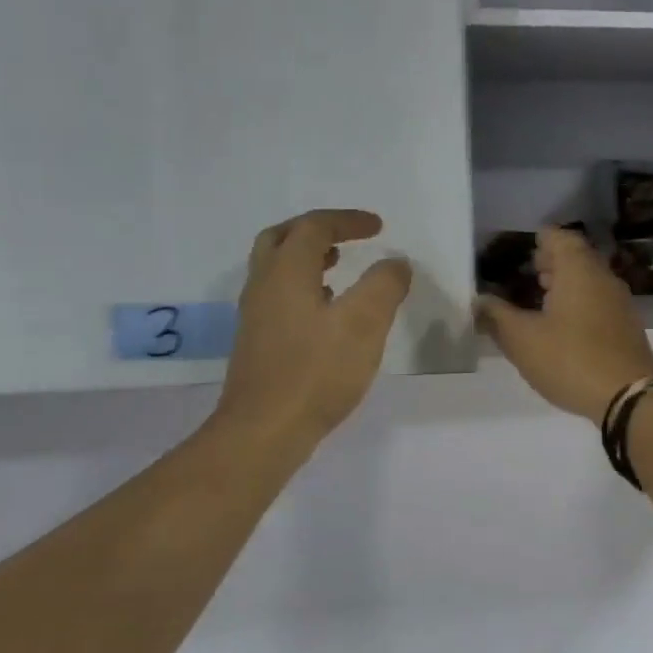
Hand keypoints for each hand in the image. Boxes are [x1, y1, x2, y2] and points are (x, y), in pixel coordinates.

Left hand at [212, 210, 410, 443]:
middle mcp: (264, 286)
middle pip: (281, 238)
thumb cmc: (316, 372)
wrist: (264, 430)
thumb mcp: (364, 324)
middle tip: (346, 236)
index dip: (347, 221)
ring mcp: (256, 316)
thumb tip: (396, 263)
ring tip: (338, 265)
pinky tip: (325, 310)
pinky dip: (302, 285)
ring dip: (306, 257)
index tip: (378, 227)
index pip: (314, 228)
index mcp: (287, 273)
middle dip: (315, 230)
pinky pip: (278, 295)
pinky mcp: (258, 342)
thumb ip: (384, 286)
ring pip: (275, 268)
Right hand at [477, 227, 652, 424]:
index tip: (523, 250)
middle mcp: (603, 278)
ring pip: (590, 280)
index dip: (541, 240)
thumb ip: (497, 316)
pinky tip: (564, 326)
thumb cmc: (570, 359)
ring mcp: (621, 302)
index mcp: (579, 270)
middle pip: (578, 257)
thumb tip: (479, 300)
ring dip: (567, 284)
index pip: (560, 237)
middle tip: (528, 272)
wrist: (628, 397)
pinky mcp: (627, 327)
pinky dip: (580, 303)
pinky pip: (600, 302)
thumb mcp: (522, 340)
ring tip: (541, 298)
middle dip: (553, 261)